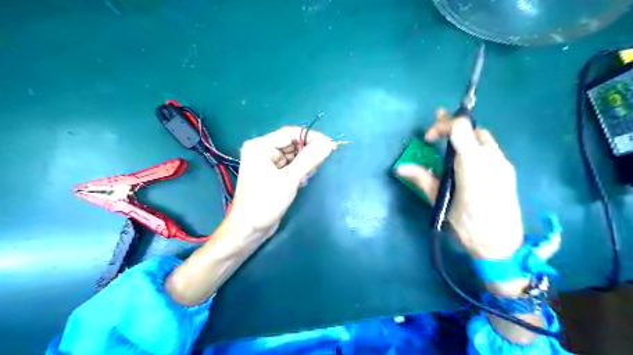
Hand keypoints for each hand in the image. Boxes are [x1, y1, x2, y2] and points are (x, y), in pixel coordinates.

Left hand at [226, 127, 335, 236]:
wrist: (249, 229)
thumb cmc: (265, 203)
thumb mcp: (289, 180)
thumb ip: (309, 160)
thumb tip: (327, 144)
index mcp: (260, 146)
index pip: (289, 133)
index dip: (311, 137)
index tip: (329, 144)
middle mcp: (262, 150)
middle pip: (291, 143)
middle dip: (307, 151)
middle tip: (323, 160)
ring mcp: (266, 162)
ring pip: (292, 155)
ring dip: (304, 162)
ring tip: (311, 172)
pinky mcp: (271, 173)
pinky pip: (289, 165)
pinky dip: (299, 169)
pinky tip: (304, 178)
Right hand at [394, 110, 524, 259]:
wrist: (499, 245)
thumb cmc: (466, 224)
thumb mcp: (440, 200)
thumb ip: (422, 179)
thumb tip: (400, 168)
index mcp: (471, 165)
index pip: (459, 127)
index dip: (441, 125)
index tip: (427, 139)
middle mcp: (491, 159)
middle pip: (472, 129)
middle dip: (451, 127)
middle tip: (433, 135)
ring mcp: (502, 164)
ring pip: (482, 139)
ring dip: (464, 137)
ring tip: (447, 143)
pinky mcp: (507, 172)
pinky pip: (489, 150)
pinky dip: (473, 148)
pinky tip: (464, 162)